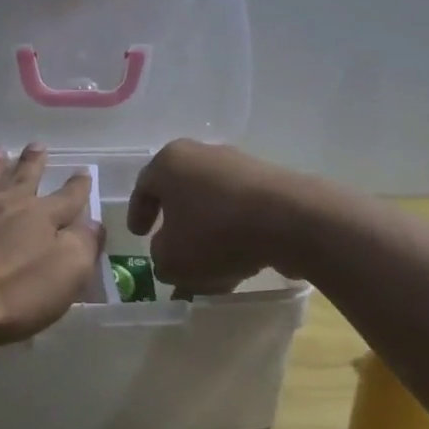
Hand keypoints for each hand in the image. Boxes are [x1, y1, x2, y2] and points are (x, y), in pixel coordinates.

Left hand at [0, 144, 104, 349]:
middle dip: (32, 163)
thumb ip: (83, 246)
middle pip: (21, 180)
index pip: (66, 199)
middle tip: (38, 145)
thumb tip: (94, 224)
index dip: (78, 187)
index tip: (84, 171)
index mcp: (37, 219)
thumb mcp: (65, 274)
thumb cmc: (9, 295)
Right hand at [127, 140, 301, 294]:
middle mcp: (203, 155)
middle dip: (176, 229)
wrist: (290, 220)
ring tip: (208, 274)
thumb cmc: (216, 232)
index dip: (138, 213)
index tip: (138, 236)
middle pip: (181, 195)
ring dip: (207, 238)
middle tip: (171, 254)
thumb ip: (160, 259)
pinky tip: (236, 268)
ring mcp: (240, 167)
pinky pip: (241, 214)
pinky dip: (233, 237)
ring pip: (212, 208)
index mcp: (170, 162)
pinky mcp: (270, 185)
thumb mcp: (172, 259)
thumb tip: (169, 254)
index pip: (144, 186)